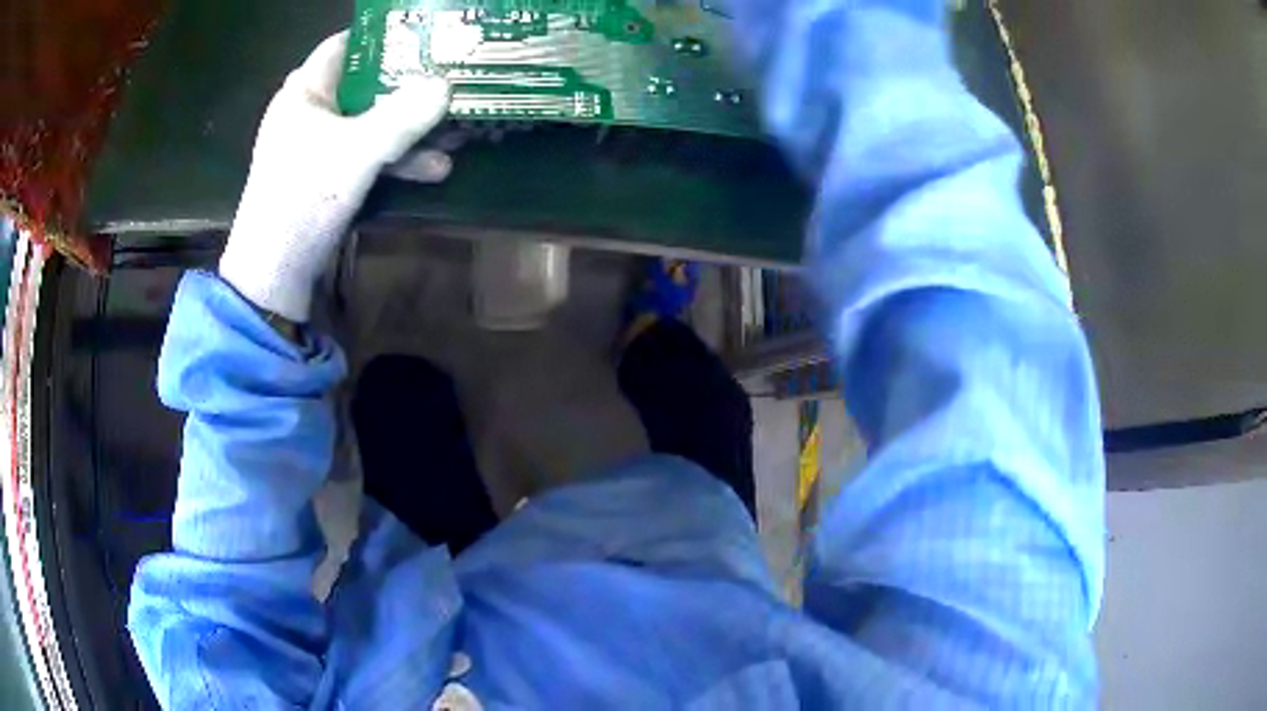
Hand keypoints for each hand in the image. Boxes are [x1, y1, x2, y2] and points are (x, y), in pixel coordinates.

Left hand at [219, 31, 451, 321]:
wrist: (274, 275)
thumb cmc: (302, 198)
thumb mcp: (357, 151)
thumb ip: (403, 116)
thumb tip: (447, 85)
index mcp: (304, 93)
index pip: (344, 46)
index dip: (383, 38)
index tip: (424, 36)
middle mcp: (310, 113)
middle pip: (365, 84)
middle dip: (409, 87)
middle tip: (449, 80)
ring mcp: (318, 147)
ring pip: (371, 123)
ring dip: (411, 130)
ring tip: (455, 135)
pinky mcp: (327, 178)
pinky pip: (367, 155)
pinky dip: (396, 160)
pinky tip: (434, 171)